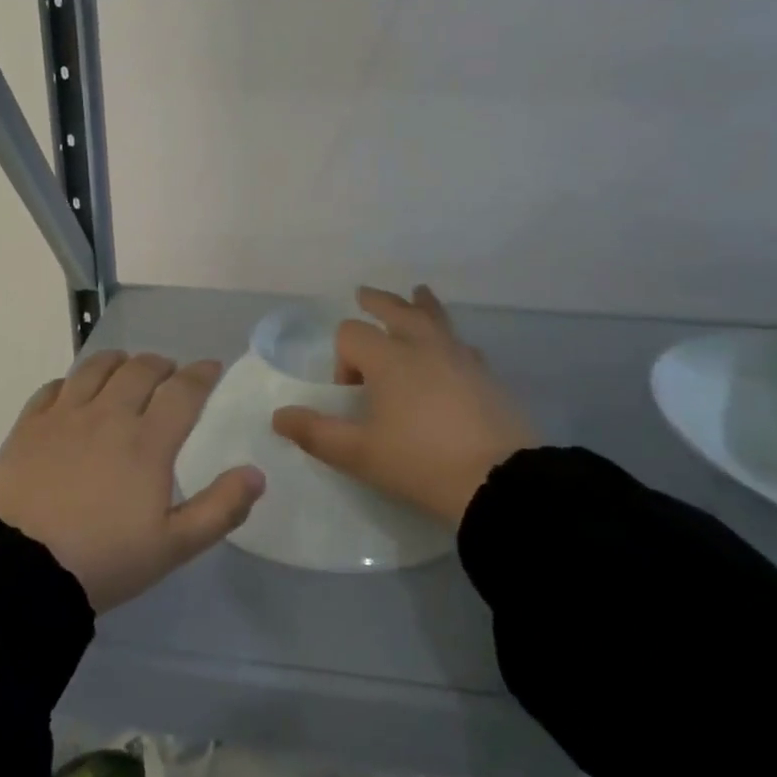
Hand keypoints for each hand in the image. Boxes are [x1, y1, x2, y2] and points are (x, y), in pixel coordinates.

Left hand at [0, 351, 265, 611]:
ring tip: (126, 370)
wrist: (23, 569)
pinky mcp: (30, 425)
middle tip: (170, 375)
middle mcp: (109, 415)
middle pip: (141, 369)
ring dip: (119, 362)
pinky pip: (55, 386)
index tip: (212, 368)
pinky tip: (76, 392)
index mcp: (148, 441)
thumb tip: (256, 473)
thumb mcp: (174, 546)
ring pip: (97, 367)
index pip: (183, 390)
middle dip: (162, 365)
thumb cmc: (105, 559)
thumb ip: (221, 508)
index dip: (202, 374)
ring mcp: (65, 415)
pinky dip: (74, 381)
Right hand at [272, 285, 535, 528]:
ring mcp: (460, 356)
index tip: (350, 395)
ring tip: (418, 294)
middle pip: (395, 309)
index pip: (351, 335)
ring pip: (435, 318)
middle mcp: (423, 346)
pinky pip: (461, 344)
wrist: (497, 482)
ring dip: (420, 305)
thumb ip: (315, 432)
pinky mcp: (487, 374)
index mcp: (388, 358)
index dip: (341, 359)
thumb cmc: (419, 463)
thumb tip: (279, 416)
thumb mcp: (358, 454)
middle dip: (377, 302)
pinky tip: (452, 352)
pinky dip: (449, 339)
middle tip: (364, 295)